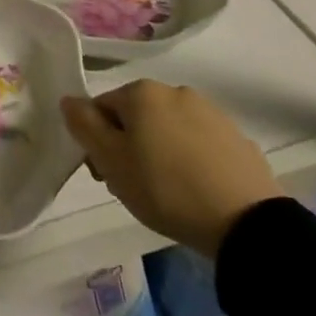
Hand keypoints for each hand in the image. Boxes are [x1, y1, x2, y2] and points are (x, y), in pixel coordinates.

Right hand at [61, 80, 283, 257]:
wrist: (246, 224)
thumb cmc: (165, 188)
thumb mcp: (111, 161)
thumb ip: (83, 125)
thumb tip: (69, 100)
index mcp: (142, 92)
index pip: (101, 108)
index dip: (96, 141)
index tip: (106, 174)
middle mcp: (175, 91)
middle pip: (135, 116)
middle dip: (128, 146)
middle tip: (132, 185)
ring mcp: (211, 113)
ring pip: (168, 129)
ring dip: (158, 152)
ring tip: (165, 192)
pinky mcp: (238, 139)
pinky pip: (199, 145)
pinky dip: (190, 161)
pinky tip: (195, 190)